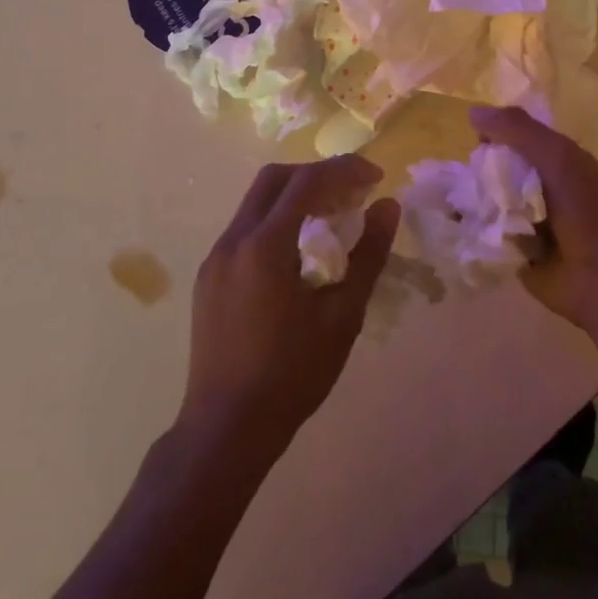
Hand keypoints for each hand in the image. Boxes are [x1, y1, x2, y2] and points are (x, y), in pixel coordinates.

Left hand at [179, 156, 398, 456]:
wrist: (226, 428)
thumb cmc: (292, 374)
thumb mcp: (342, 315)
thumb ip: (368, 255)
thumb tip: (388, 207)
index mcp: (264, 245)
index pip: (307, 182)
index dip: (344, 170)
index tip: (376, 177)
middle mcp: (234, 240)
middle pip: (275, 179)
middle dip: (317, 174)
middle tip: (353, 192)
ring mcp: (216, 257)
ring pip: (257, 202)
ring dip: (296, 196)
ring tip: (332, 217)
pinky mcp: (210, 277)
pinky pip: (246, 228)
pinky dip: (277, 221)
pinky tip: (299, 250)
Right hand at [470, 106, 597, 332]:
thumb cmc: (586, 210)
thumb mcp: (556, 157)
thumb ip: (518, 130)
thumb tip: (472, 111)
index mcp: (557, 160)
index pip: (517, 136)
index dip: (495, 133)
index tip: (475, 140)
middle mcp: (541, 186)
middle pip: (498, 168)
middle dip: (477, 168)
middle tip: (458, 174)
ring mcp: (526, 220)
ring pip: (488, 199)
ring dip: (470, 199)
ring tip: (448, 198)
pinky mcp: (513, 250)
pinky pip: (485, 231)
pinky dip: (472, 227)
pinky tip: (454, 223)